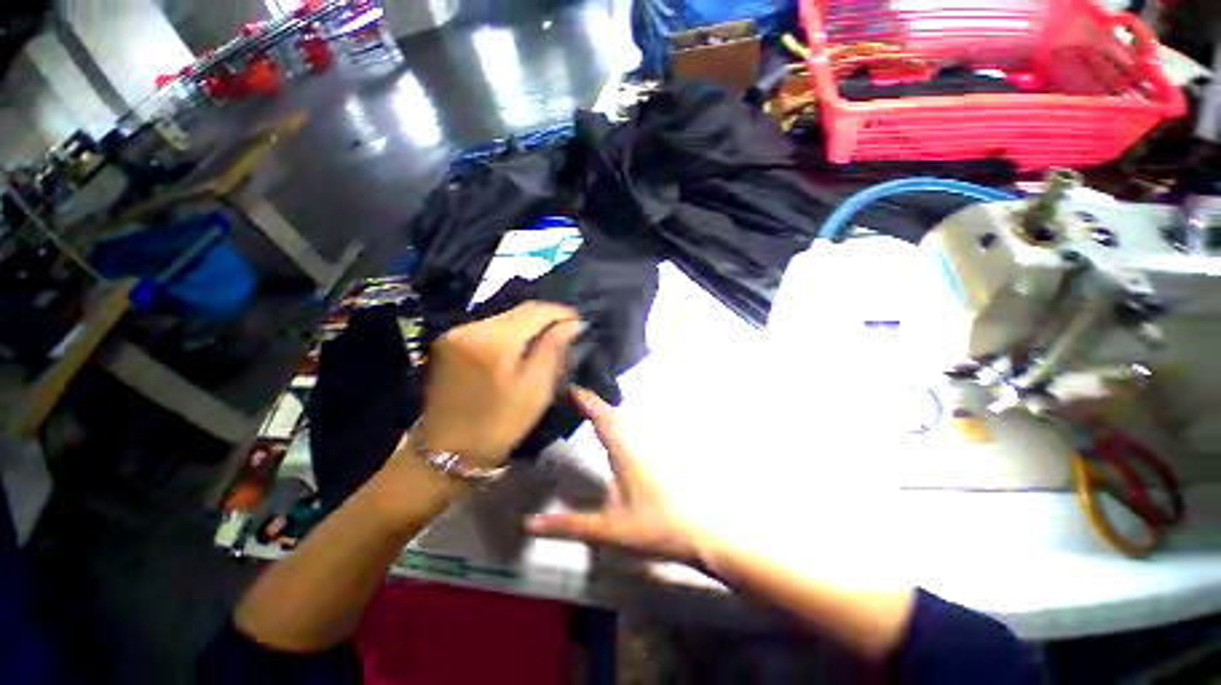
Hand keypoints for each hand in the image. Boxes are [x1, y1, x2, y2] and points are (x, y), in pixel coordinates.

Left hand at [417, 302, 582, 467]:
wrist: (449, 451)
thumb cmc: (500, 424)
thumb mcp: (537, 389)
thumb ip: (555, 349)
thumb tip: (573, 324)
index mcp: (494, 340)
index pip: (534, 310)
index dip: (560, 312)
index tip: (578, 321)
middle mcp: (471, 327)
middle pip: (517, 311)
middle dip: (545, 318)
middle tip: (566, 330)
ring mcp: (455, 333)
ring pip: (503, 318)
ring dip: (527, 325)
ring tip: (546, 338)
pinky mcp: (448, 342)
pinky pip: (488, 328)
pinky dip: (508, 333)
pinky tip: (519, 346)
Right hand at [526, 388, 706, 563]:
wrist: (696, 535)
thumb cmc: (653, 528)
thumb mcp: (607, 530)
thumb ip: (569, 526)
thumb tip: (530, 523)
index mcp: (624, 455)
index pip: (603, 420)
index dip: (588, 402)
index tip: (571, 387)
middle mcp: (635, 447)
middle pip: (613, 416)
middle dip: (594, 402)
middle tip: (575, 393)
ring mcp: (645, 453)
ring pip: (623, 423)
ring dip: (605, 411)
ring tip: (588, 406)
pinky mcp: (651, 461)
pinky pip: (629, 433)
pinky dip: (615, 424)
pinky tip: (611, 433)